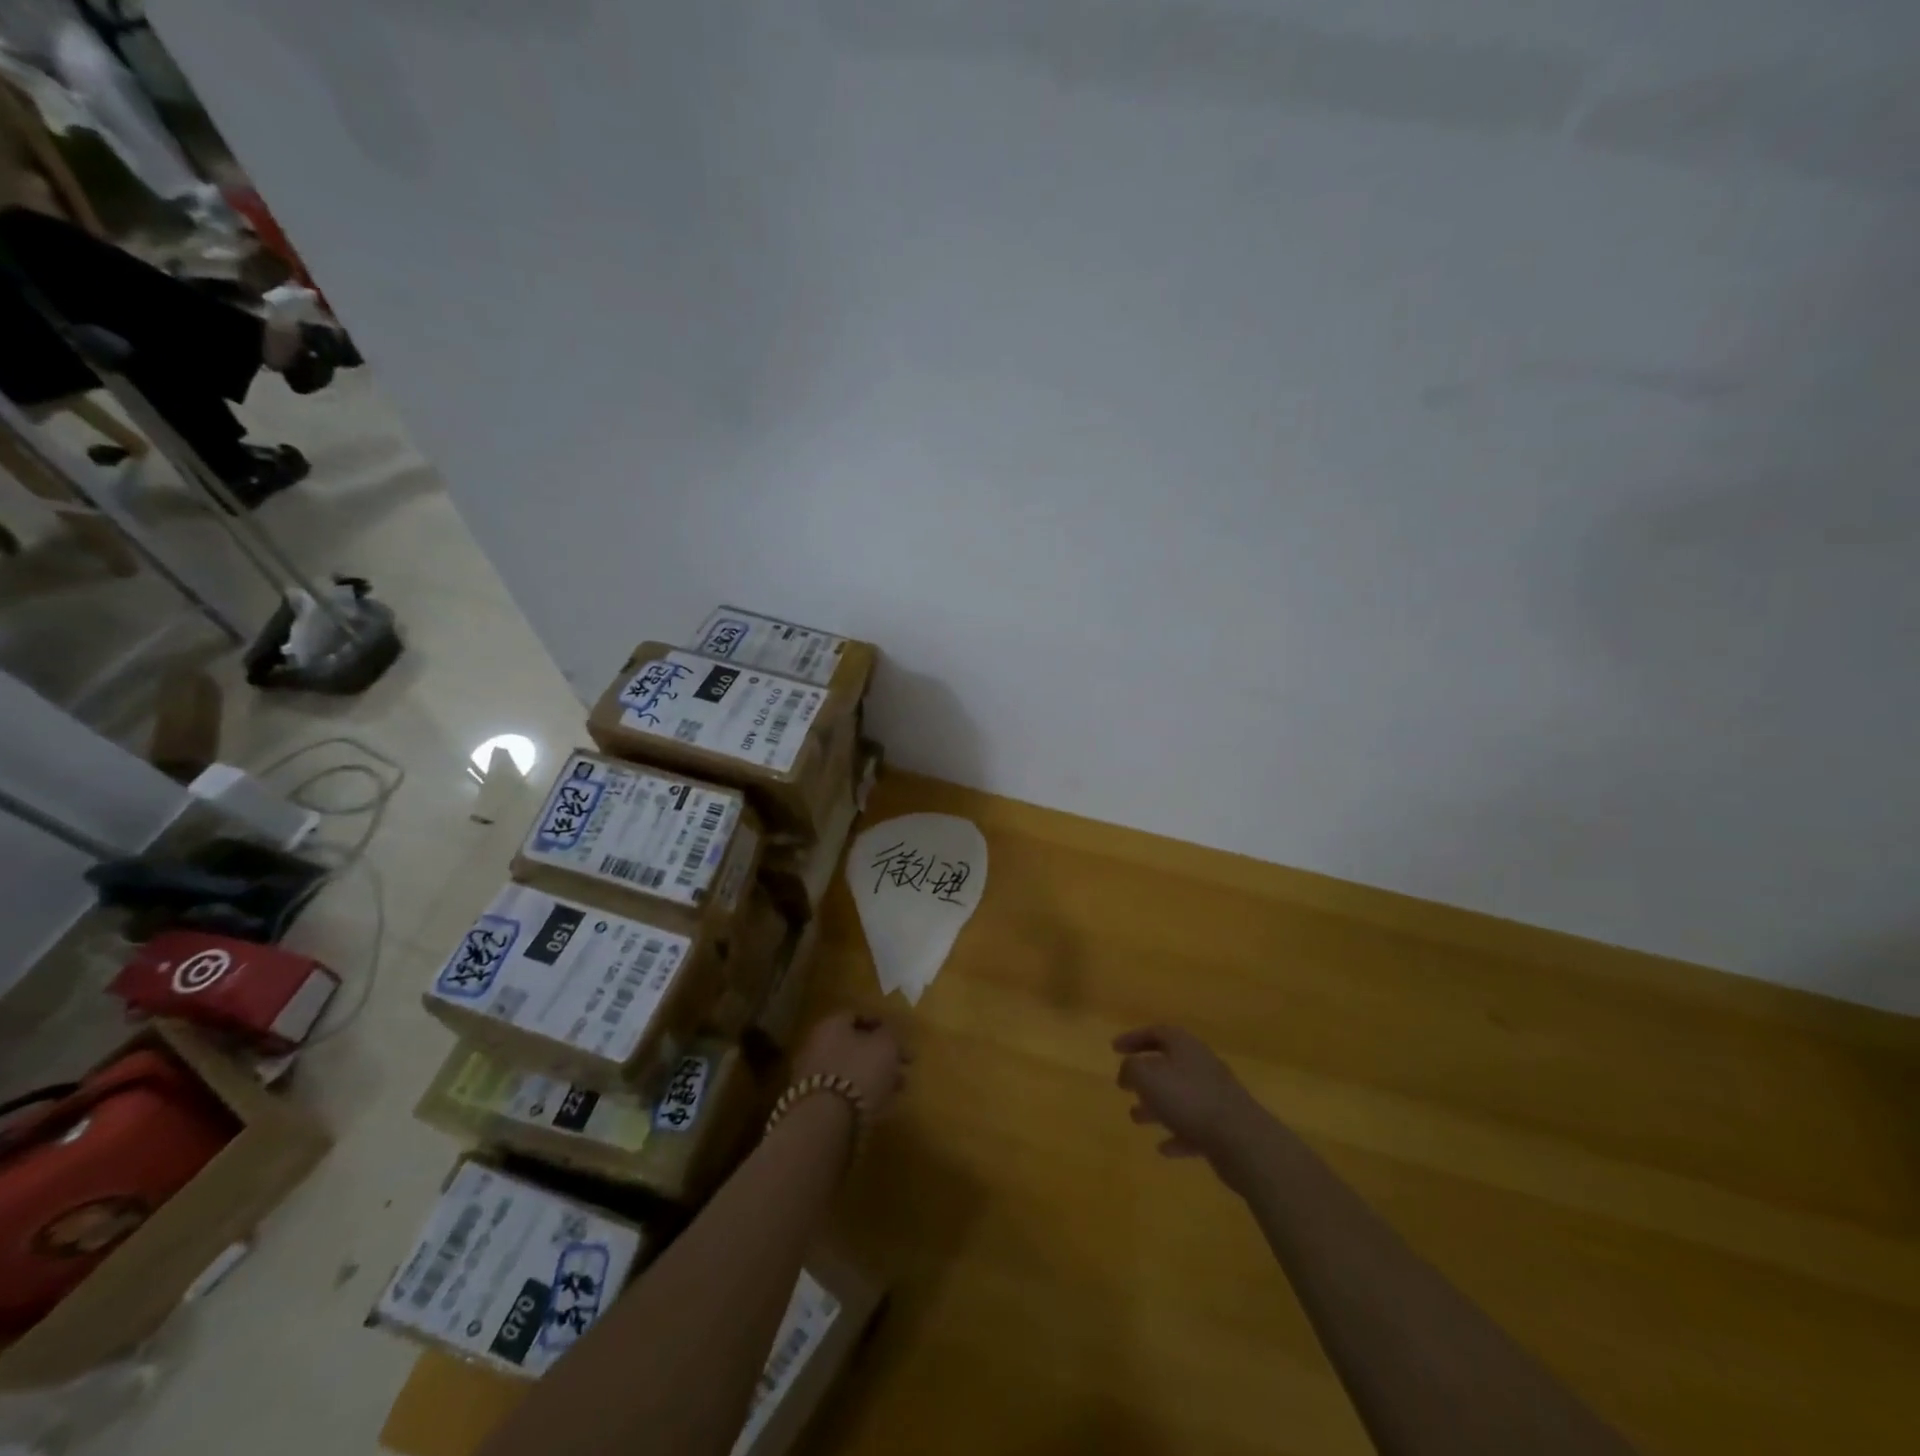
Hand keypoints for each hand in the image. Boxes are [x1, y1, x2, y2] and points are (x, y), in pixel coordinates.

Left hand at [795, 1011, 909, 1119]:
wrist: (826, 1120)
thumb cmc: (860, 1071)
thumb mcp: (886, 1045)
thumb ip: (889, 1035)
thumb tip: (886, 1034)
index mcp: (831, 1024)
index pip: (857, 1016)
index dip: (880, 1025)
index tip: (898, 1037)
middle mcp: (817, 1044)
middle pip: (853, 1044)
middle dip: (879, 1054)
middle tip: (902, 1065)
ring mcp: (811, 1075)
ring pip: (849, 1069)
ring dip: (873, 1076)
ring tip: (897, 1088)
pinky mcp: (812, 1102)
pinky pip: (841, 1091)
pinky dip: (860, 1093)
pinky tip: (878, 1104)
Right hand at [1114, 1025, 1269, 1172]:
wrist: (1241, 1138)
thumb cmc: (1188, 1099)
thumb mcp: (1147, 1077)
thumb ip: (1131, 1069)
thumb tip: (1127, 1070)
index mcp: (1184, 1045)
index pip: (1156, 1032)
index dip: (1133, 1038)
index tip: (1114, 1049)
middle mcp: (1201, 1064)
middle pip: (1169, 1063)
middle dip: (1144, 1075)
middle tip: (1124, 1085)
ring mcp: (1214, 1095)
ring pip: (1179, 1095)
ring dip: (1157, 1106)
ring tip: (1135, 1117)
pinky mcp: (1223, 1124)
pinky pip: (1194, 1125)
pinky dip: (1177, 1133)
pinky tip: (1164, 1149)